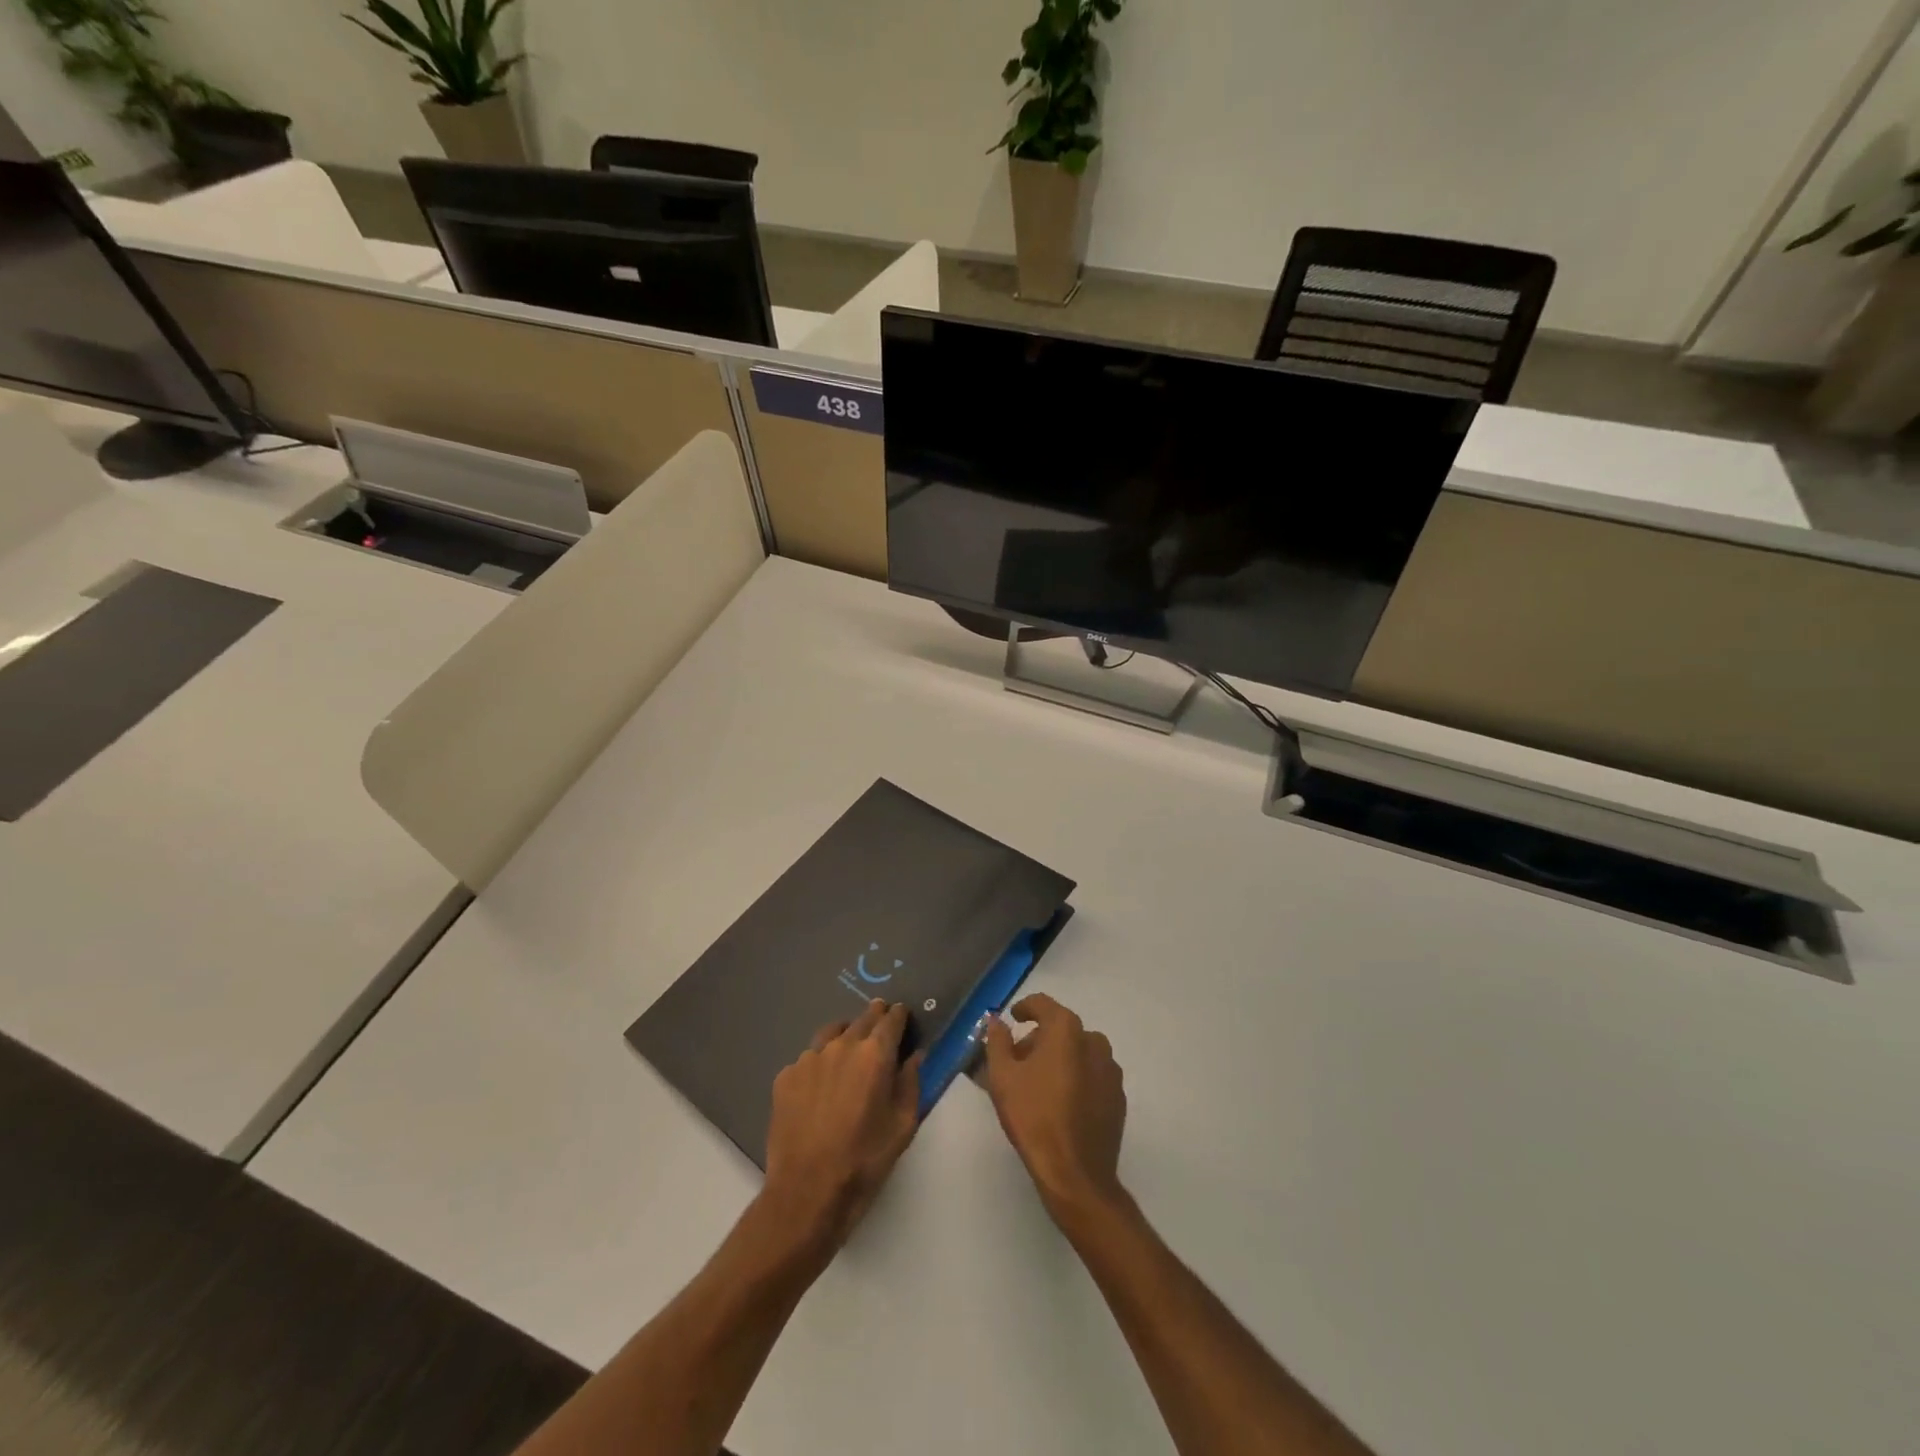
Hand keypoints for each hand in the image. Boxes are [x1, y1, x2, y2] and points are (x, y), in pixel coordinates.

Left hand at [763, 999, 923, 1249]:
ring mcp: (809, 1058)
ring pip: (832, 1033)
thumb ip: (911, 1083)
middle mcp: (841, 1045)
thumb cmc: (864, 1160)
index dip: (900, 1016)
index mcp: (874, 1054)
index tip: (903, 1017)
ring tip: (849, 1053)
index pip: (891, 1019)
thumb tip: (915, 1056)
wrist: (806, 1191)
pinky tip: (821, 1086)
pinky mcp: (785, 1076)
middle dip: (875, 1019)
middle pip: (862, 1019)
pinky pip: (808, 1059)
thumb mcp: (903, 1125)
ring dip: (845, 1036)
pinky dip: (820, 1064)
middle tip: (881, 1028)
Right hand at [982, 994, 1126, 1222]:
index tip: (1012, 1019)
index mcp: (1067, 1030)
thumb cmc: (1033, 1117)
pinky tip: (1061, 1102)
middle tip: (1018, 1060)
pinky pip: (1092, 1074)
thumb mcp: (1002, 1076)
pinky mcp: (1118, 1096)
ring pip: (1079, 1051)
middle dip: (1039, 1038)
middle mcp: (1094, 1041)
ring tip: (1038, 1083)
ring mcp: (1110, 1070)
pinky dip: (1076, 1077)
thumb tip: (996, 1020)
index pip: (1043, 1004)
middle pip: (1061, 1028)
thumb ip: (997, 1041)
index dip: (1024, 1008)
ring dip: (1059, 1058)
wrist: (1075, 1172)